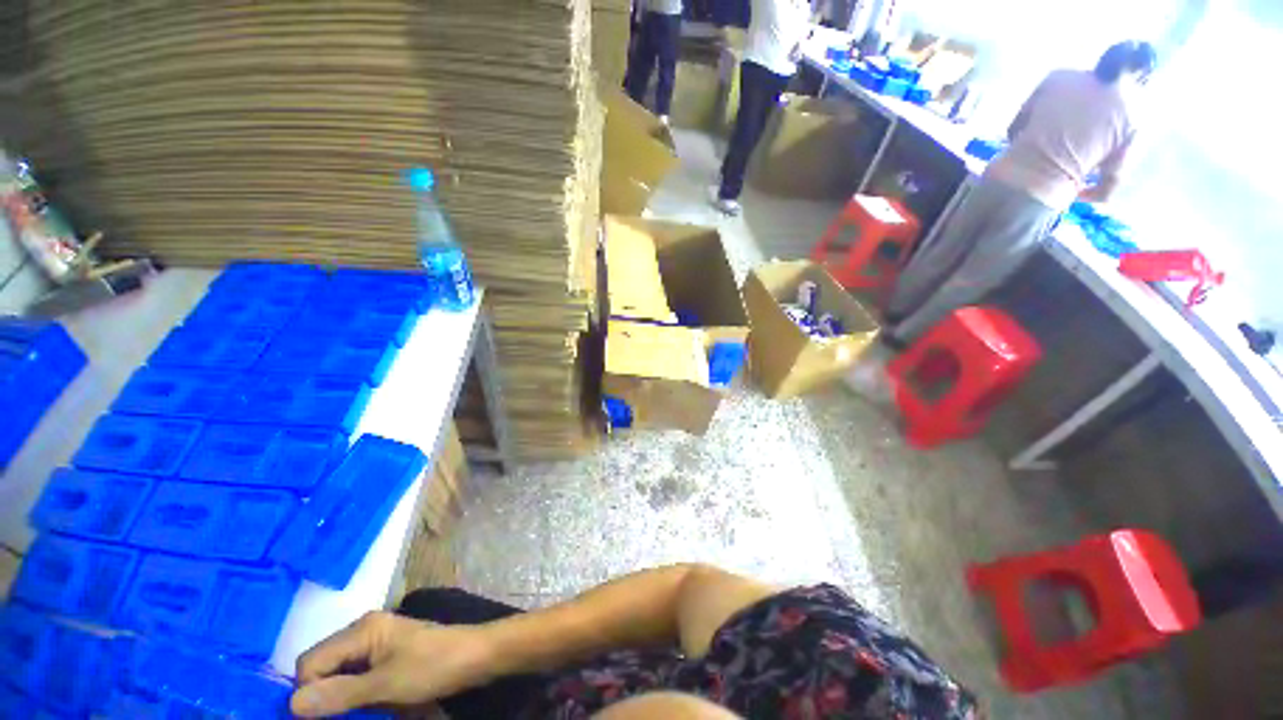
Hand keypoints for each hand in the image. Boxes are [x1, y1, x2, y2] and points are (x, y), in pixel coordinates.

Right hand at [290, 611, 497, 717]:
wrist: (475, 656)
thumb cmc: (432, 667)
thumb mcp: (384, 686)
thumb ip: (339, 694)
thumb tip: (291, 703)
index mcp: (362, 630)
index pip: (310, 662)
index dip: (308, 692)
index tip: (324, 719)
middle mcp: (365, 630)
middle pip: (323, 666)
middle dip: (324, 695)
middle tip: (341, 718)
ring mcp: (378, 641)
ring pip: (339, 673)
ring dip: (340, 697)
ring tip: (356, 713)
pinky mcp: (388, 654)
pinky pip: (357, 675)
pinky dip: (356, 693)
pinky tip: (368, 707)